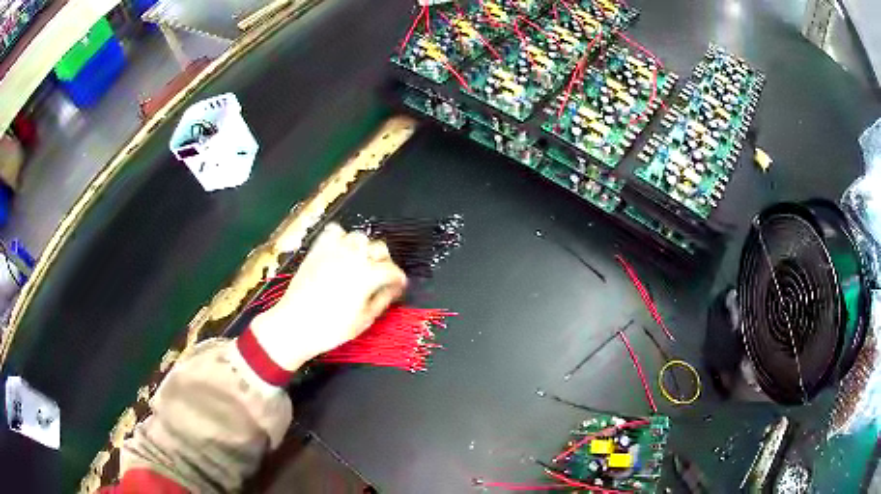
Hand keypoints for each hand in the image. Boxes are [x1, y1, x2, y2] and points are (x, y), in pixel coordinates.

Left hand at [249, 223, 406, 370]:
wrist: (295, 324)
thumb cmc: (331, 328)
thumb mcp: (364, 320)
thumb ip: (383, 300)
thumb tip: (394, 288)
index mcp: (368, 275)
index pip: (392, 270)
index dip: (399, 279)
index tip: (399, 286)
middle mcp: (354, 257)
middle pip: (379, 248)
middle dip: (385, 261)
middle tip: (381, 277)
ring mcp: (334, 250)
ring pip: (359, 237)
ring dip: (364, 248)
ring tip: (361, 262)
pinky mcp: (318, 249)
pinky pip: (334, 231)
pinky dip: (341, 237)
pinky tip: (341, 251)